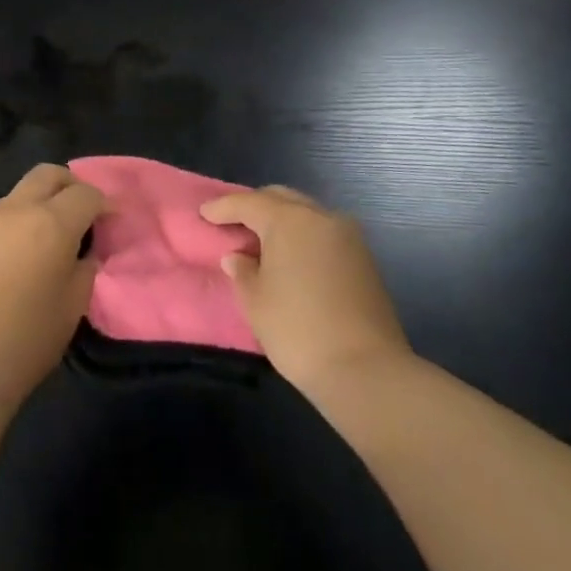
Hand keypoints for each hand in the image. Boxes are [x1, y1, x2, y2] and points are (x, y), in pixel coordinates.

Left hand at [0, 164, 103, 407]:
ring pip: (24, 188)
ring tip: (55, 231)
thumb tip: (85, 251)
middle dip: (72, 185)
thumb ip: (85, 267)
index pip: (86, 193)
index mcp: (53, 221)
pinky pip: (5, 211)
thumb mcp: (73, 304)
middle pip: (50, 174)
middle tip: (84, 212)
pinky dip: (23, 216)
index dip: (104, 204)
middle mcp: (20, 208)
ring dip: (44, 198)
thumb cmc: (29, 337)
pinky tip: (28, 247)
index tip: (113, 221)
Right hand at [201, 185, 411, 394]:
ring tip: (262, 241)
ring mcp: (347, 235)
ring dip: (282, 220)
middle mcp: (320, 217)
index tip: (204, 213)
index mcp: (289, 220)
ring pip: (306, 213)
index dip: (223, 208)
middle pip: (280, 198)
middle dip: (254, 206)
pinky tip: (291, 257)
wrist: (367, 371)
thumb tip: (238, 256)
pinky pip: (323, 232)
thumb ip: (242, 271)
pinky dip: (303, 235)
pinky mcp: (364, 258)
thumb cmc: (299, 331)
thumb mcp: (256, 302)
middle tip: (233, 223)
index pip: (248, 203)